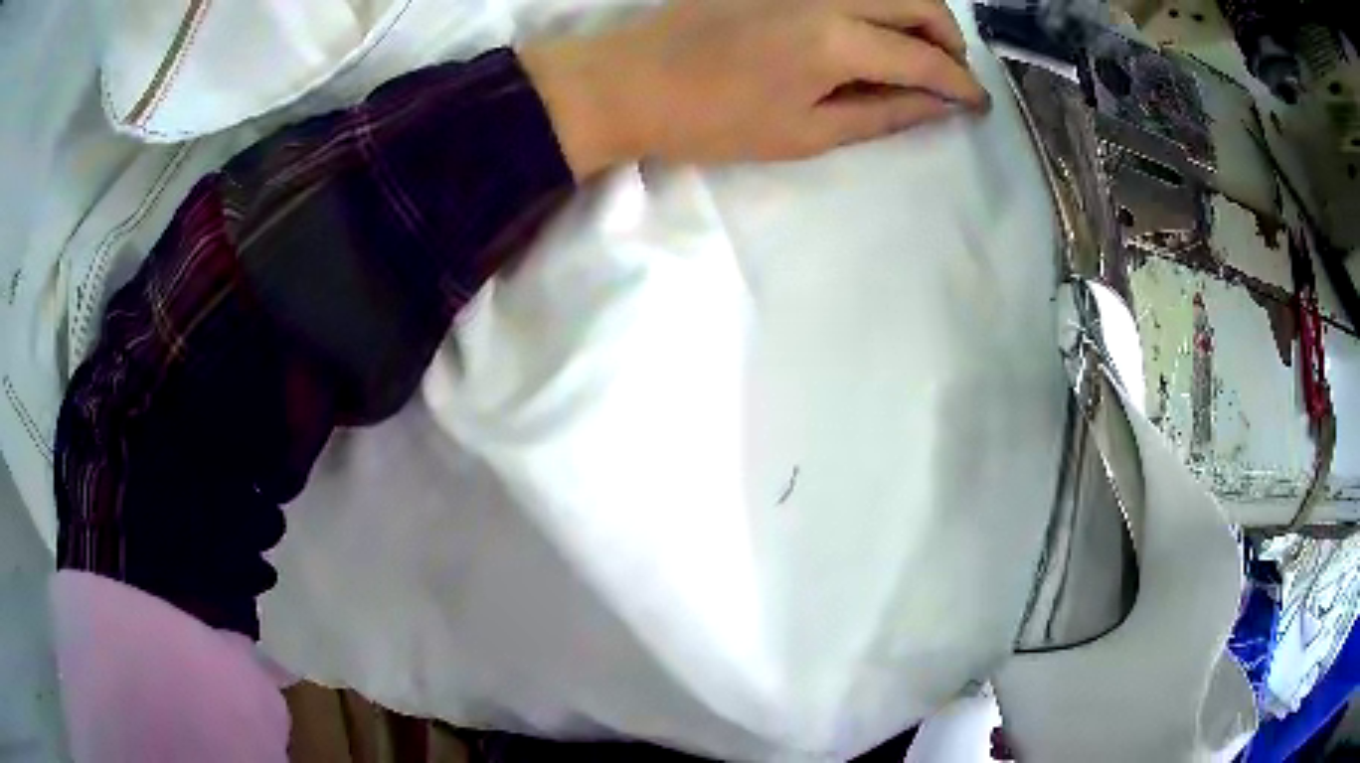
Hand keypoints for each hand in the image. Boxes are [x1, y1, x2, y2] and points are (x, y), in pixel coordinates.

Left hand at [520, 0, 988, 176]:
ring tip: (917, 52)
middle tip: (951, 74)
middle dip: (950, 39)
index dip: (961, 84)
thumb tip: (936, 107)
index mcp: (837, 41)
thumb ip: (882, 115)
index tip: (978, 104)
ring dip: (917, 13)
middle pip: (918, 2)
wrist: (633, 81)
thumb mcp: (806, 135)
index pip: (925, 58)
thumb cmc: (716, 121)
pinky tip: (874, 27)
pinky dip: (878, 2)